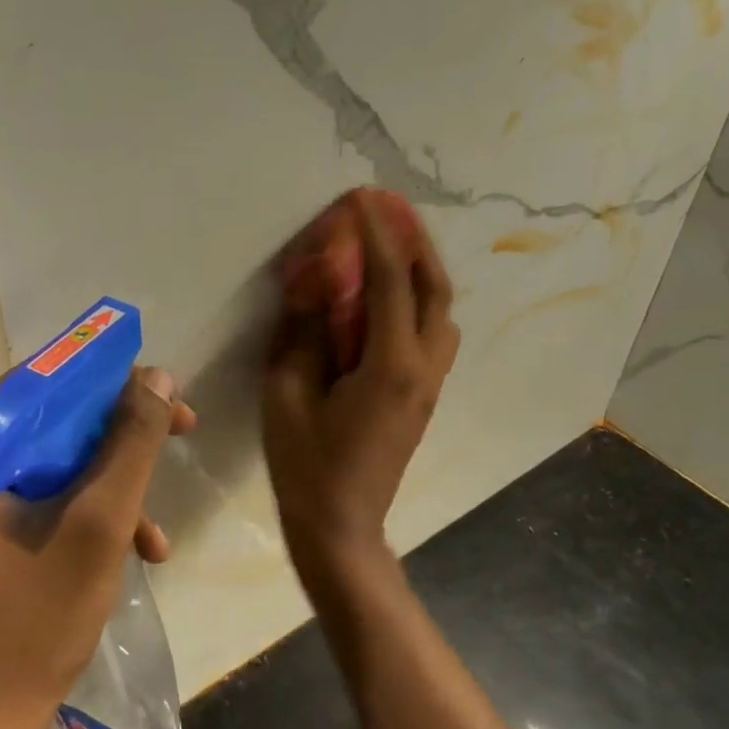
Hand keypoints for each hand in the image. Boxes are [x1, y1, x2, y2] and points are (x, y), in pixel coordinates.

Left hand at [0, 368, 196, 728]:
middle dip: (124, 433)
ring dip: (117, 480)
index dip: (113, 378)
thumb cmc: (38, 614)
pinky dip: (95, 509)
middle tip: (183, 432)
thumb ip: (133, 443)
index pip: (46, 377)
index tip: (168, 394)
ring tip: (157, 526)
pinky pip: (52, 489)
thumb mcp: (100, 520)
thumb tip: (161, 378)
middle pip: (58, 413)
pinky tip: (140, 548)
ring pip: (62, 453)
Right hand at [264, 192, 459, 591]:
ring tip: (394, 244)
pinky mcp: (424, 396)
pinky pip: (432, 333)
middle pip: (434, 288)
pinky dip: (418, 300)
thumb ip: (302, 335)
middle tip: (391, 209)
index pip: (389, 282)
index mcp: (390, 365)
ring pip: (441, 311)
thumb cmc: (307, 466)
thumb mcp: (287, 396)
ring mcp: (430, 384)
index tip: (363, 200)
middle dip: (415, 241)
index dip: (376, 236)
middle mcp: (423, 367)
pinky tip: (390, 296)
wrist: (342, 528)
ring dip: (422, 270)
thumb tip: (312, 286)